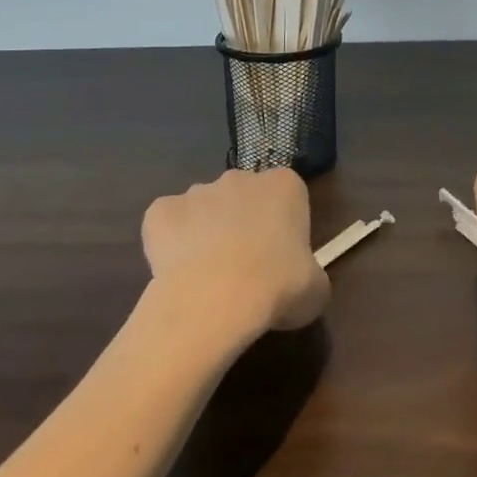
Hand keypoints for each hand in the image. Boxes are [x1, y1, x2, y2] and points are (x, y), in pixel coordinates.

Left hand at [142, 168, 329, 337]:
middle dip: (242, 224)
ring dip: (205, 233)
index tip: (281, 258)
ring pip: (203, 209)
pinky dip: (168, 244)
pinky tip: (176, 273)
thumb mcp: (316, 289)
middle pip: (243, 197)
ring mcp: (197, 191)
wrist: (215, 299)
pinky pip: (166, 224)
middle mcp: (241, 178)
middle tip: (244, 269)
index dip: (283, 228)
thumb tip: (301, 281)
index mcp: (285, 185)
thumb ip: (310, 274)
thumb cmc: (277, 287)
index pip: (287, 197)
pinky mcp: (160, 210)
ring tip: (206, 278)